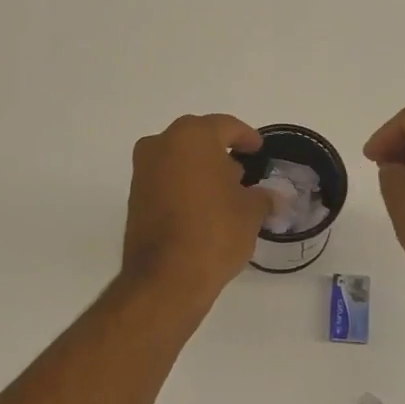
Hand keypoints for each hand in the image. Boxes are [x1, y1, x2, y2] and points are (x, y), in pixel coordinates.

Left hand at [122, 114, 272, 303]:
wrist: (166, 277)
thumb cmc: (215, 232)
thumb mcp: (250, 212)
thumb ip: (262, 196)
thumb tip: (270, 196)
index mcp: (192, 137)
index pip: (225, 126)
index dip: (246, 137)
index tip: (258, 149)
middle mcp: (161, 144)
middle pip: (198, 139)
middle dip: (220, 152)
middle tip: (243, 171)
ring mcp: (143, 170)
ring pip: (178, 158)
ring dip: (200, 169)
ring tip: (225, 192)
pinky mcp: (134, 196)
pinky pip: (165, 179)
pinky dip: (184, 185)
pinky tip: (203, 206)